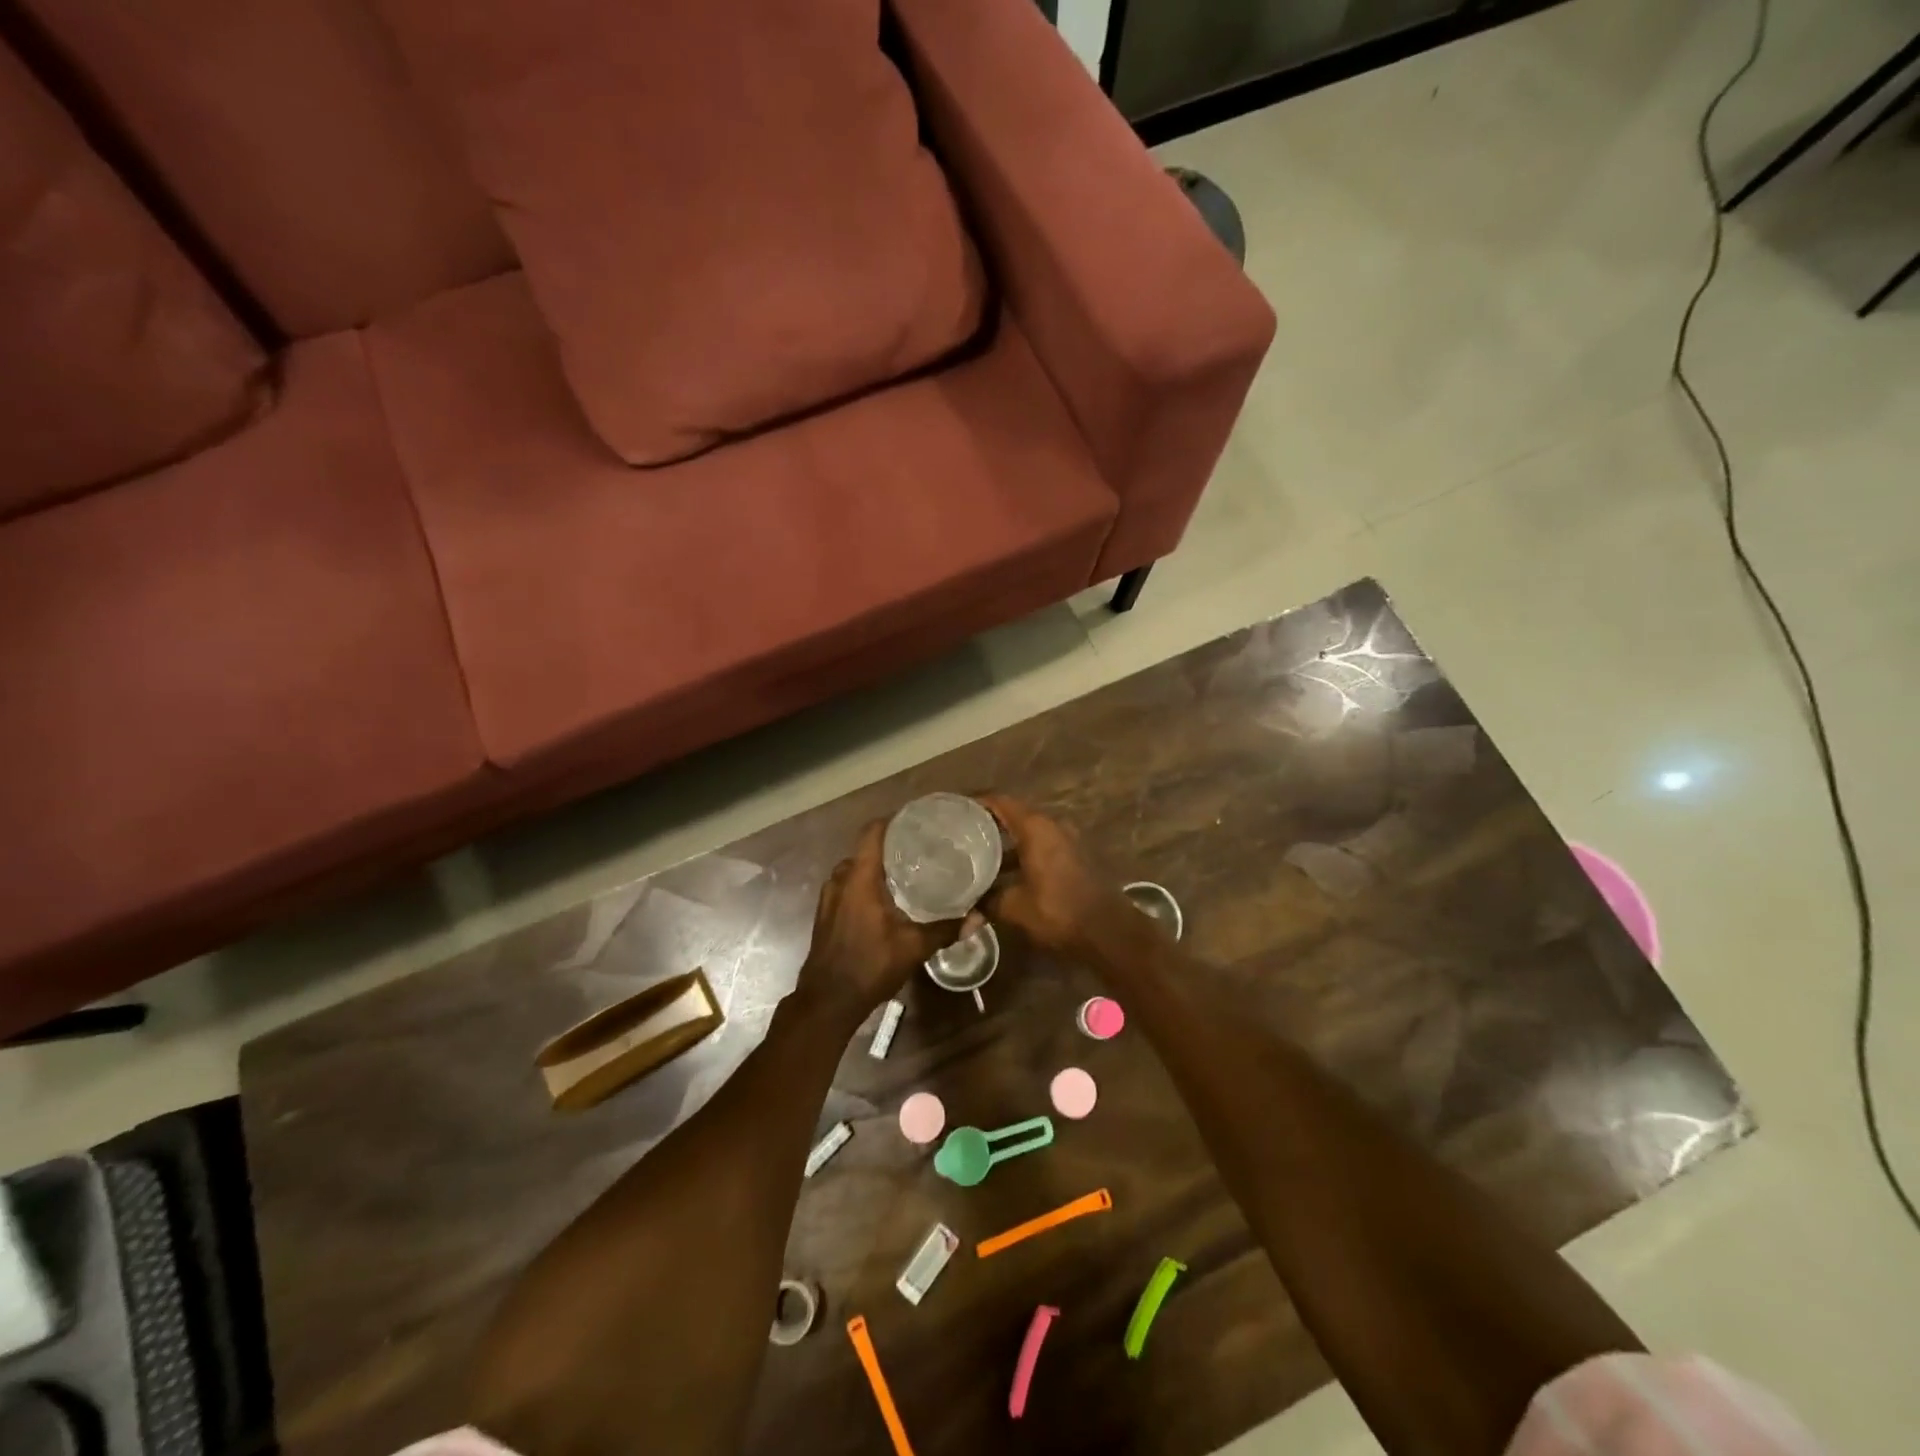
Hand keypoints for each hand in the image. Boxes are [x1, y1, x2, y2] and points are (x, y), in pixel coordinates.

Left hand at [799, 820, 961, 1021]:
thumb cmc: (869, 966)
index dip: (893, 821)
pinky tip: (885, 899)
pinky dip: (864, 885)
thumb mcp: (913, 948)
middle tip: (920, 850)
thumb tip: (980, 917)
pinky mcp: (826, 914)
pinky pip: (846, 887)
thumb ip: (946, 929)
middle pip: (865, 850)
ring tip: (906, 872)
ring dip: (876, 868)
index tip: (917, 821)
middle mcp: (840, 880)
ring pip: (854, 870)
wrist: (827, 1002)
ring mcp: (829, 897)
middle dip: (890, 847)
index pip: (872, 833)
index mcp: (859, 878)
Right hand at [976, 795, 1135, 959]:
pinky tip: (1006, 875)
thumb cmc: (1059, 912)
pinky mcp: (1075, 856)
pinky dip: (1022, 854)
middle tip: (960, 836)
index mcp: (1036, 827)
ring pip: (1028, 834)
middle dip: (987, 825)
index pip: (1000, 802)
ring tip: (978, 857)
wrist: (1110, 932)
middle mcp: (1053, 825)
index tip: (954, 810)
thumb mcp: (1014, 908)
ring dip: (1006, 844)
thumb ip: (987, 903)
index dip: (976, 803)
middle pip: (1014, 815)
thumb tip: (964, 913)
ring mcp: (1068, 840)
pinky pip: (1042, 846)